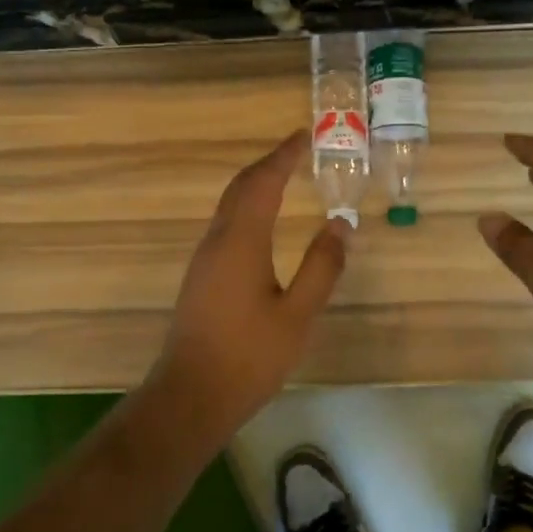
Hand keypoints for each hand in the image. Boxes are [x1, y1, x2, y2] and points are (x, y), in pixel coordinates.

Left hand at [146, 131, 349, 435]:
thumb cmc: (249, 356)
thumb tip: (340, 223)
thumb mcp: (298, 315)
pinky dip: (247, 207)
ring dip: (255, 184)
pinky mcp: (201, 277)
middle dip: (268, 164)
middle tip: (297, 150)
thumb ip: (321, 267)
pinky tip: (261, 222)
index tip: (304, 135)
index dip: (283, 156)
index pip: (263, 183)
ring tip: (283, 176)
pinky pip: (226, 225)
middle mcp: (217, 241)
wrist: (192, 395)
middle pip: (241, 187)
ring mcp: (204, 259)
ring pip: (229, 206)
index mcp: (241, 242)